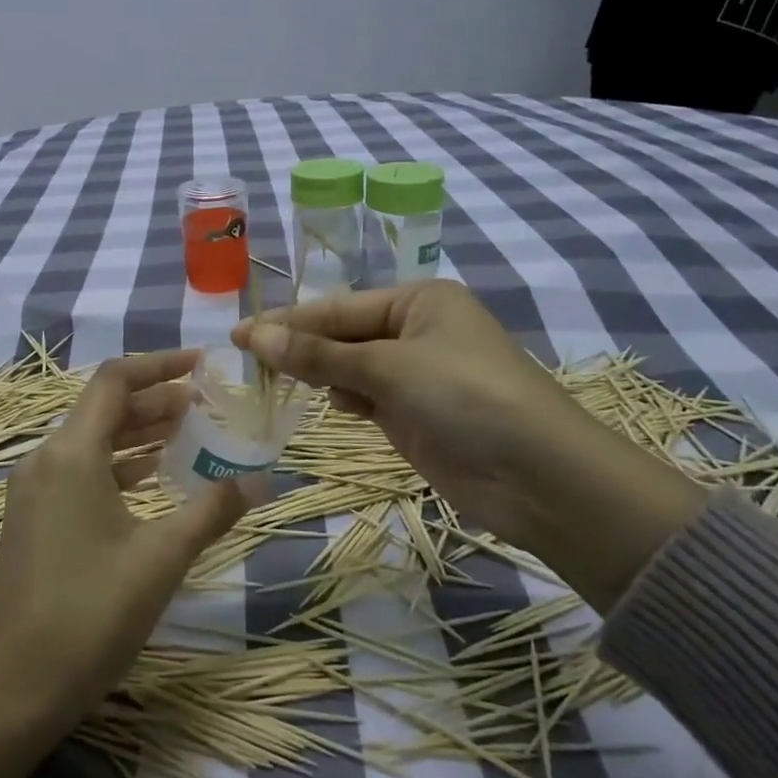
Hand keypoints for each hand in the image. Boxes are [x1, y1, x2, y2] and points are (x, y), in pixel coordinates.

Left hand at [0, 350, 243, 777]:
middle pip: (104, 408)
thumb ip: (212, 509)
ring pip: (92, 440)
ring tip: (187, 432)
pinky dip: (118, 463)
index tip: (201, 365)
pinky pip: (80, 470)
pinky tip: (151, 477)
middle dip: (156, 400)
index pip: (115, 381)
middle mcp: (45, 459)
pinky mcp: (33, 517)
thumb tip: (260, 480)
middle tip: (205, 404)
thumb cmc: (92, 614)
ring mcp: (34, 490)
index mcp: (71, 454)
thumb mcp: (162, 558)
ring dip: (138, 432)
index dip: (160, 365)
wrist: (16, 688)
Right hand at [234, 283, 703, 610]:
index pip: (338, 307)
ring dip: (319, 375)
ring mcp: (416, 374)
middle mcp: (416, 330)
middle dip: (300, 349)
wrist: (540, 478)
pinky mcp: (415, 414)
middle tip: (245, 364)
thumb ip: (319, 355)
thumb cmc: (465, 398)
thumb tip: (253, 336)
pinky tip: (329, 405)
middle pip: (342, 335)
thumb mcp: (388, 368)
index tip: (237, 335)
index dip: (287, 322)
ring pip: (351, 368)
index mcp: (418, 300)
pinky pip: (366, 397)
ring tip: (274, 384)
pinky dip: (344, 399)